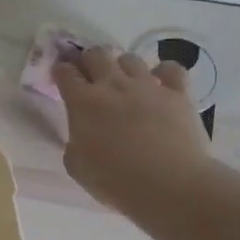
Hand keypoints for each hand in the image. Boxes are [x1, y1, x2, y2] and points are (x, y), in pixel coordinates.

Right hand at [55, 46, 211, 213]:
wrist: (168, 185)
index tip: (61, 76)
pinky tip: (161, 85)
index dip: (61, 71)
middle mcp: (112, 85)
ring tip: (125, 84)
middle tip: (90, 77)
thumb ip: (75, 142)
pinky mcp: (178, 93)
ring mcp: (148, 85)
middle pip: (96, 54)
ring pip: (130, 58)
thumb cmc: (114, 181)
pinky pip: (170, 69)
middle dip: (89, 61)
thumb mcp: (76, 166)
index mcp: (82, 102)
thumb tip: (83, 135)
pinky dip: (164, 73)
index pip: (65, 72)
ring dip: (123, 67)